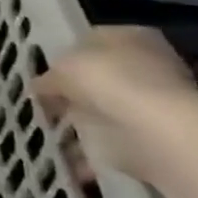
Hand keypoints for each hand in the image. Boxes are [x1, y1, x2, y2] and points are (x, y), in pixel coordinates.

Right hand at [34, 26, 197, 184]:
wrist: (158, 135)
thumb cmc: (110, 82)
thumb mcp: (63, 68)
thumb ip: (48, 77)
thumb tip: (40, 87)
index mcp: (130, 37)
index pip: (90, 41)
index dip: (63, 58)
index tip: (42, 76)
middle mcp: (147, 67)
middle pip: (100, 79)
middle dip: (72, 94)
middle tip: (43, 106)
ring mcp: (153, 107)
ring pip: (104, 112)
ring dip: (79, 124)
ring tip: (48, 135)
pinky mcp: (152, 142)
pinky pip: (110, 145)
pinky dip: (89, 155)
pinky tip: (65, 160)